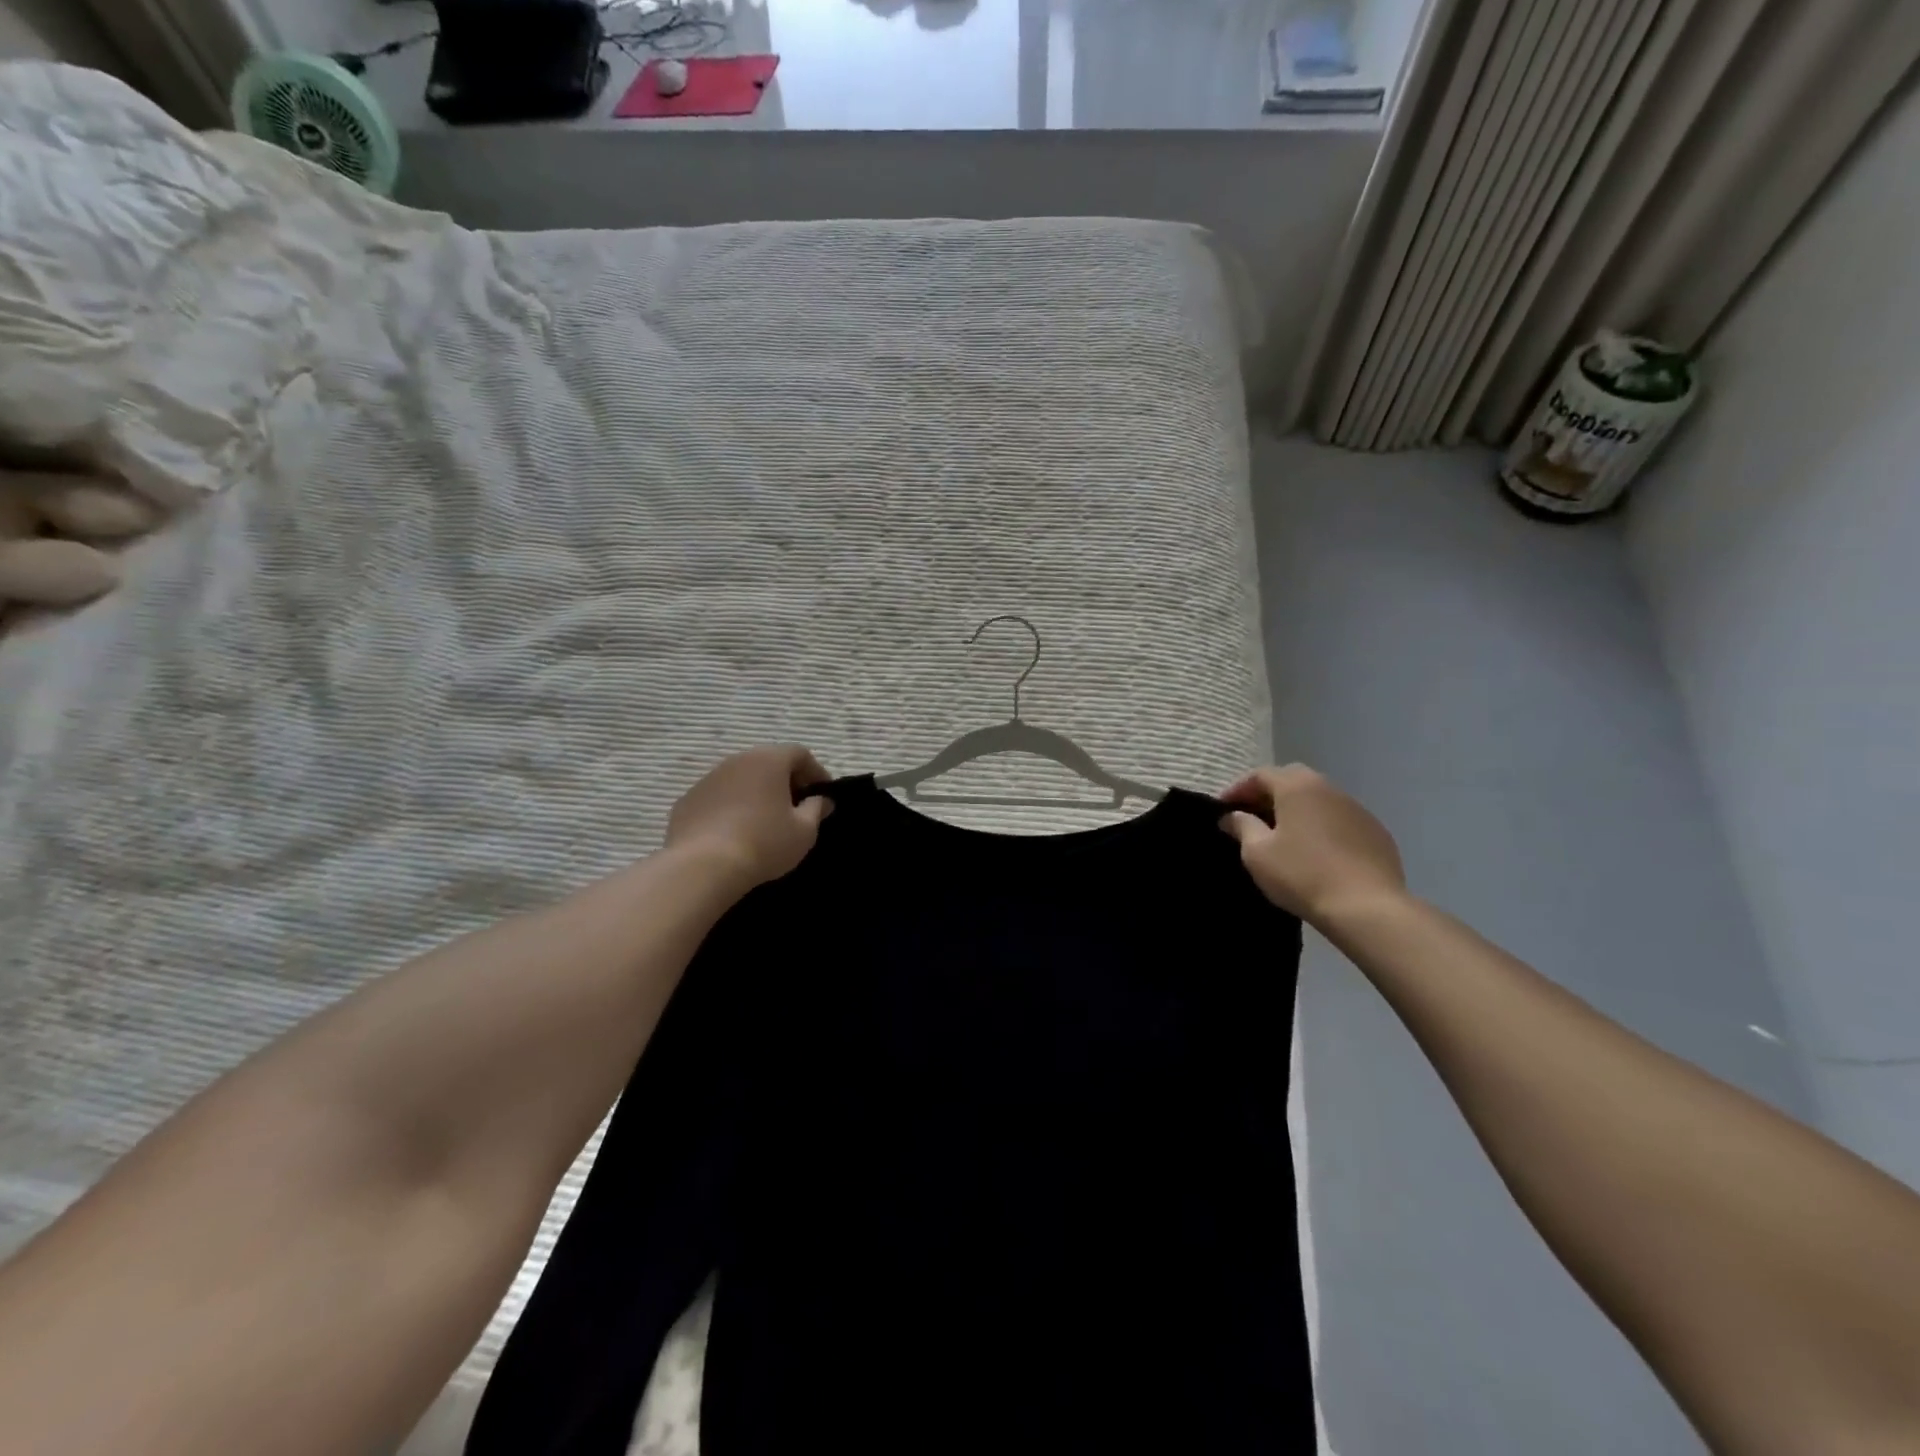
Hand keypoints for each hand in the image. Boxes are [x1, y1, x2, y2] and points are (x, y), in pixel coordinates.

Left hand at [666, 746, 833, 889]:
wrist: (702, 867)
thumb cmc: (764, 843)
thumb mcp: (804, 831)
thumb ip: (816, 810)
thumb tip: (821, 800)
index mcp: (768, 760)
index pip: (799, 754)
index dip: (816, 772)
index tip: (822, 795)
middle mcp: (737, 760)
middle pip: (768, 762)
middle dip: (785, 781)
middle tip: (796, 807)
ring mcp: (707, 779)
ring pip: (740, 779)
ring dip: (756, 793)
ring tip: (764, 821)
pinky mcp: (686, 801)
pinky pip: (717, 798)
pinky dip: (730, 808)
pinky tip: (734, 833)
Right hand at [1219, 765, 1406, 923]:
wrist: (1367, 908)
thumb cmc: (1302, 875)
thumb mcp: (1258, 853)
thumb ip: (1242, 827)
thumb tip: (1232, 815)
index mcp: (1297, 787)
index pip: (1260, 775)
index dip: (1237, 789)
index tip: (1223, 810)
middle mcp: (1329, 788)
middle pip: (1292, 779)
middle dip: (1269, 794)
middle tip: (1253, 816)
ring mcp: (1358, 809)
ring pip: (1319, 799)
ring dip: (1298, 809)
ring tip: (1284, 834)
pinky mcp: (1377, 832)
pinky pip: (1340, 819)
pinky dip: (1323, 826)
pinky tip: (1317, 851)